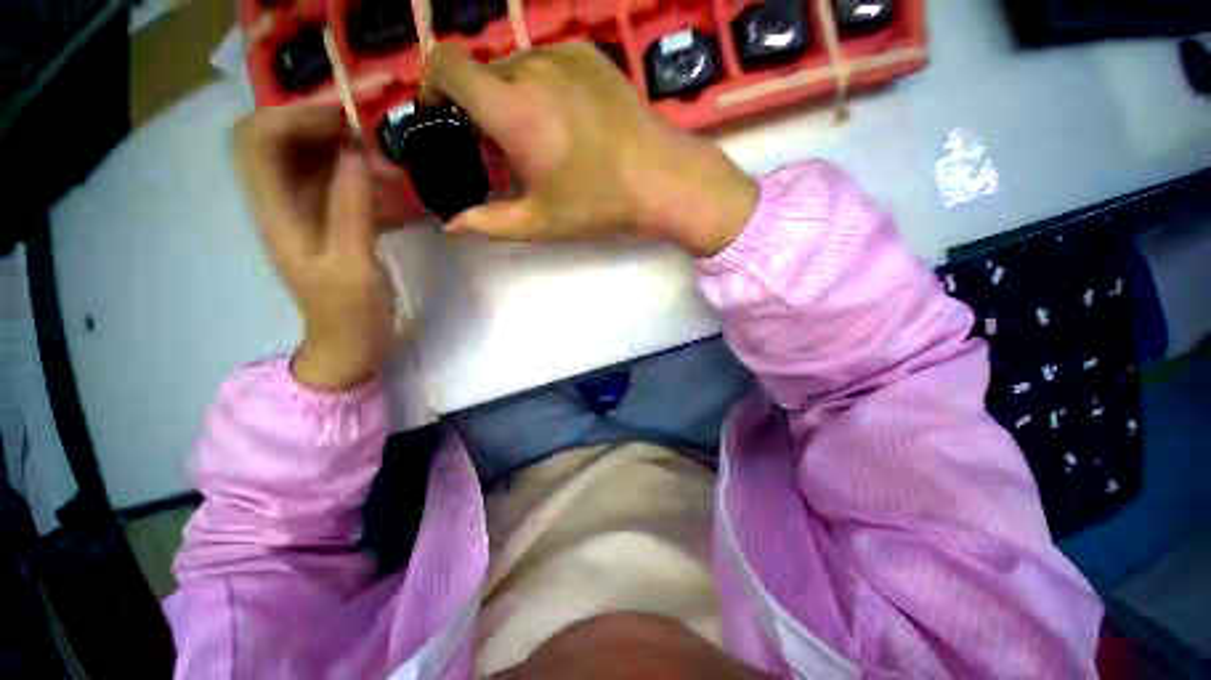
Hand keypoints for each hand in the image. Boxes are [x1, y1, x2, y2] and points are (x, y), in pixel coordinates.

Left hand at [233, 106, 397, 389]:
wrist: (350, 345)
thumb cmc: (350, 313)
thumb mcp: (353, 265)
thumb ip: (351, 208)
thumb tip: (354, 151)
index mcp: (276, 213)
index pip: (257, 140)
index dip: (293, 118)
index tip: (345, 120)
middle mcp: (281, 203)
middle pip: (279, 140)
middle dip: (318, 122)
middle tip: (368, 128)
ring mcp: (304, 212)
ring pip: (307, 157)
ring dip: (339, 143)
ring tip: (381, 148)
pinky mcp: (327, 222)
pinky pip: (333, 180)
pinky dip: (354, 168)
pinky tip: (384, 177)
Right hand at [422, 43, 757, 256]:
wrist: (660, 178)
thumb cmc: (598, 204)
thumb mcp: (541, 222)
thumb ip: (490, 222)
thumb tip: (451, 226)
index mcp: (513, 109)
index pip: (446, 63)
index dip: (432, 81)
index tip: (441, 112)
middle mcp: (534, 68)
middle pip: (483, 71)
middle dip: (480, 104)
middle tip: (502, 145)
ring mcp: (565, 55)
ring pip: (517, 66)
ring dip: (513, 96)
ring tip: (540, 136)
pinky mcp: (590, 55)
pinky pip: (548, 62)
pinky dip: (541, 85)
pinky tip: (565, 119)